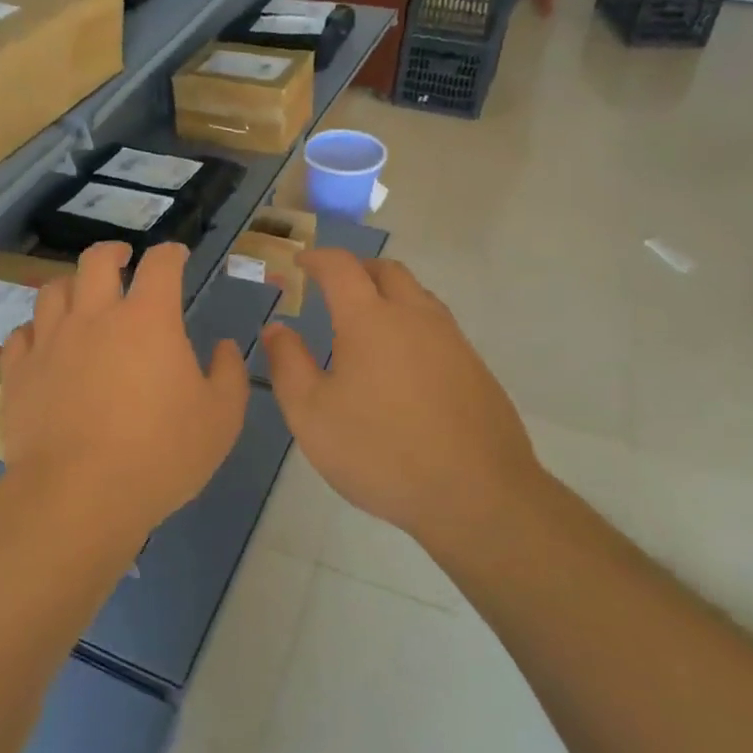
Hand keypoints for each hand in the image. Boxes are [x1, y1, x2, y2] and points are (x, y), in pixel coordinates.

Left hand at [0, 242, 248, 551]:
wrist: (79, 495)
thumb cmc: (160, 454)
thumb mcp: (221, 418)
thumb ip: (229, 374)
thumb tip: (224, 346)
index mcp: (147, 319)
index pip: (160, 264)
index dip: (171, 253)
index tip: (177, 256)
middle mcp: (94, 316)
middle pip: (96, 261)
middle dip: (113, 251)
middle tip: (122, 258)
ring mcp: (50, 342)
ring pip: (52, 290)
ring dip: (71, 286)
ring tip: (80, 297)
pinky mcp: (18, 373)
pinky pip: (20, 335)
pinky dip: (35, 331)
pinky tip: (43, 343)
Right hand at [259, 251, 544, 556]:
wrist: (476, 494)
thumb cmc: (380, 452)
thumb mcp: (311, 414)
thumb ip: (288, 364)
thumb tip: (277, 328)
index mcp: (370, 320)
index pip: (341, 268)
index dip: (317, 258)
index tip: (301, 262)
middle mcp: (415, 317)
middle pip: (388, 271)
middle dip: (357, 270)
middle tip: (333, 289)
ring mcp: (452, 341)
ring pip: (418, 297)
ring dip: (389, 296)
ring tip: (366, 326)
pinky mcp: (475, 368)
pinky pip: (437, 328)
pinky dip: (411, 325)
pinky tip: (401, 366)